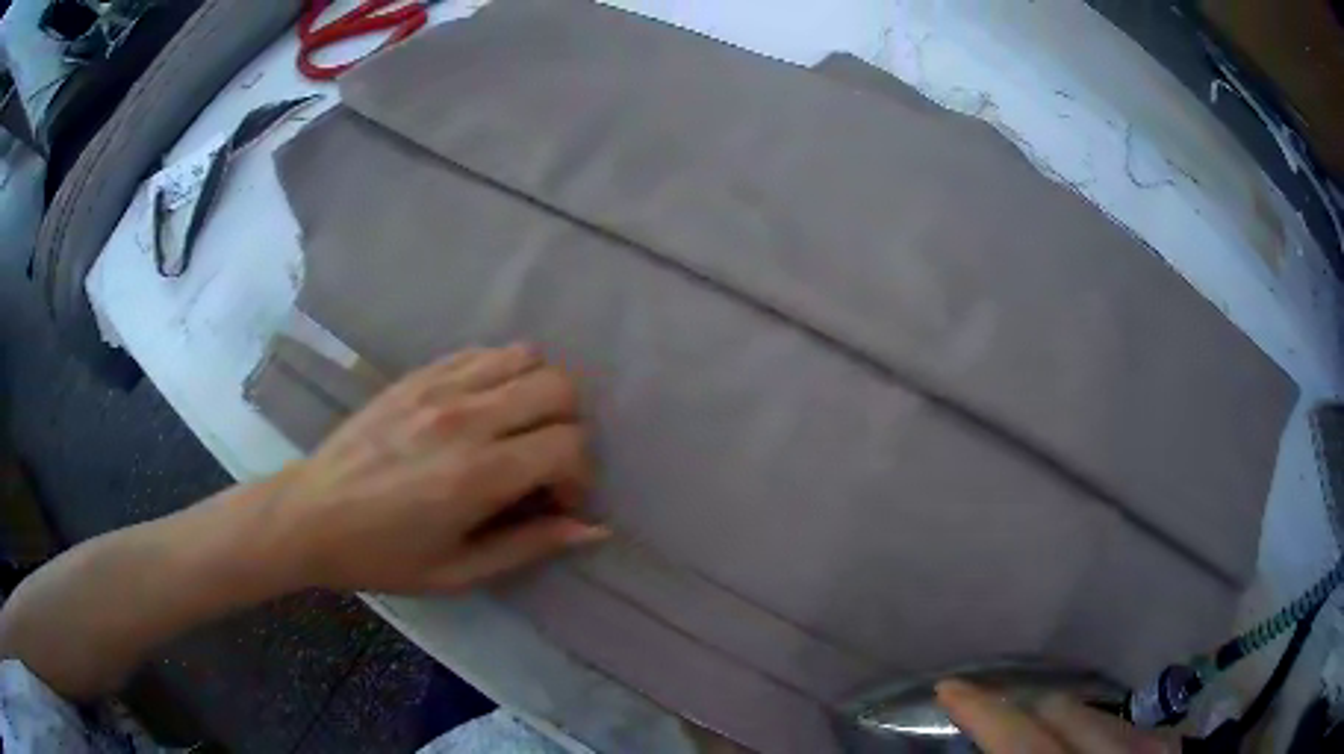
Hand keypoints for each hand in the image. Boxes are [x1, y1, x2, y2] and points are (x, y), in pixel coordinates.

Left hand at [266, 344, 609, 593]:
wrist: (311, 515)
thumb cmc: (383, 556)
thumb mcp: (458, 572)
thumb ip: (530, 546)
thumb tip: (593, 529)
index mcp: (478, 475)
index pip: (568, 445)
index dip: (579, 475)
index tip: (557, 501)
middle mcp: (466, 418)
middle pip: (559, 387)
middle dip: (570, 426)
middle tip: (545, 462)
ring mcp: (439, 387)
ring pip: (527, 357)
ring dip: (539, 393)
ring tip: (519, 429)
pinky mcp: (418, 374)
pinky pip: (483, 352)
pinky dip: (502, 373)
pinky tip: (485, 409)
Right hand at [936, 680, 1176, 753]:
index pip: (1017, 736)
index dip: (979, 709)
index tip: (949, 688)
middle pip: (1060, 709)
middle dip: (1020, 710)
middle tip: (991, 722)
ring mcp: (1150, 751)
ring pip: (1095, 712)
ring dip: (1058, 722)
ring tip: (1036, 740)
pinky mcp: (1166, 752)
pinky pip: (1125, 726)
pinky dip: (1095, 733)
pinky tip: (1086, 752)